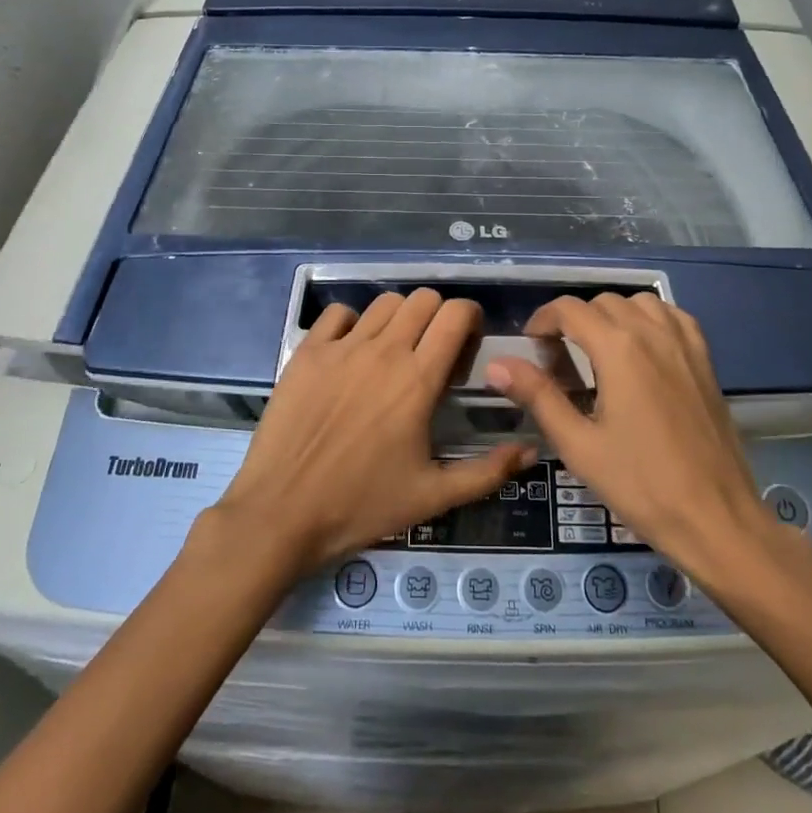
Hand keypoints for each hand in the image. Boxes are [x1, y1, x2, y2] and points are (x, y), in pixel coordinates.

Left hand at [210, 289, 534, 579]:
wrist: (280, 514)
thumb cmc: (361, 506)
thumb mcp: (432, 497)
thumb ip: (487, 471)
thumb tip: (531, 451)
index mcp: (418, 380)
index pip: (455, 315)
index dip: (470, 318)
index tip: (468, 344)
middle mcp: (383, 351)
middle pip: (423, 299)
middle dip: (438, 315)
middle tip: (434, 350)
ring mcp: (341, 347)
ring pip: (384, 302)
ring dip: (400, 318)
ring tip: (395, 350)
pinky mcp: (307, 352)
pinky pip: (338, 314)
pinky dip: (353, 323)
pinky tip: (352, 352)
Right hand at [488, 293, 811, 600]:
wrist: (717, 519)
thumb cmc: (641, 485)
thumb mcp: (579, 445)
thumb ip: (537, 396)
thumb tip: (496, 364)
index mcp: (618, 348)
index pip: (569, 309)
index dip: (542, 320)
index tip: (531, 347)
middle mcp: (652, 332)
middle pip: (602, 302)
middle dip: (573, 322)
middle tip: (560, 360)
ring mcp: (684, 343)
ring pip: (638, 303)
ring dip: (612, 316)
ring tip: (599, 352)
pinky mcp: (705, 359)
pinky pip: (673, 316)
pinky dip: (650, 319)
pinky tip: (643, 349)